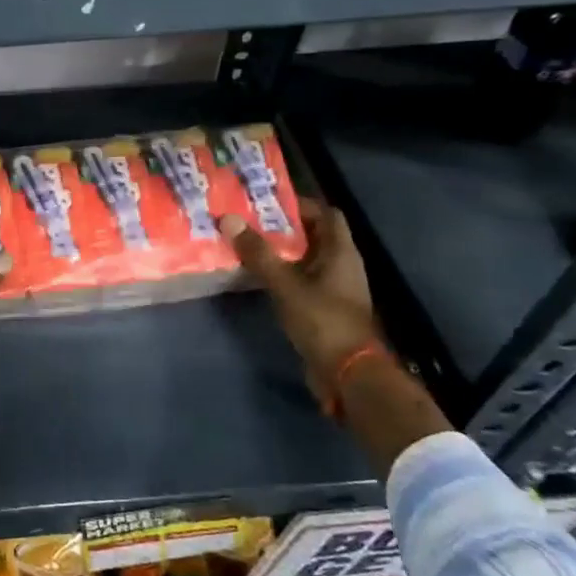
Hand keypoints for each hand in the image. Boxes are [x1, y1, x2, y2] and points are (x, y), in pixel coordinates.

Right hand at [220, 200, 381, 420]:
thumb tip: (228, 218)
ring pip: (305, 259)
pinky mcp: (324, 308)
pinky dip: (281, 274)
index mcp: (340, 252)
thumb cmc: (322, 320)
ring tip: (245, 244)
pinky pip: (301, 280)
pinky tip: (256, 276)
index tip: (265, 201)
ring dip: (280, 251)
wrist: (348, 373)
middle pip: (313, 235)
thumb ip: (258, 253)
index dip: (300, 204)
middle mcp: (341, 265)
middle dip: (282, 226)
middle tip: (246, 220)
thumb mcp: (285, 284)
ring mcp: (334, 288)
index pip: (325, 214)